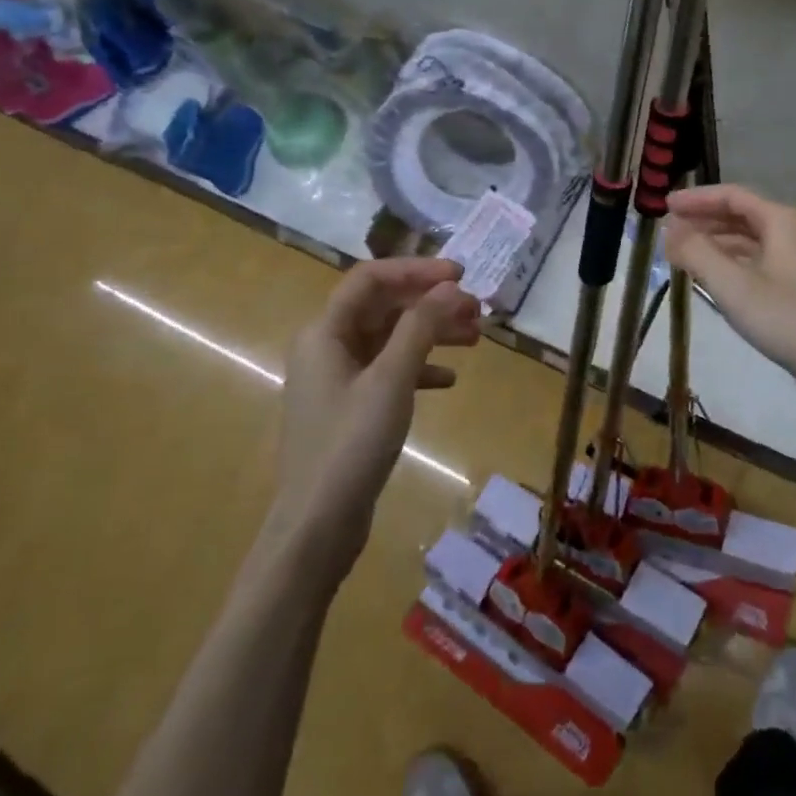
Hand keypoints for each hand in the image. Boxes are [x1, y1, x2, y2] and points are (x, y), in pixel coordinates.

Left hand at [278, 259, 480, 571]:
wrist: (318, 525)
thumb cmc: (352, 444)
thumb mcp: (392, 379)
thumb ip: (421, 326)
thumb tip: (450, 287)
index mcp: (326, 332)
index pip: (372, 279)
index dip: (417, 270)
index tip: (462, 275)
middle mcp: (328, 347)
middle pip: (385, 307)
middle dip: (432, 304)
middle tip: (478, 311)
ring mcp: (338, 378)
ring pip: (391, 339)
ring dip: (432, 334)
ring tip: (475, 340)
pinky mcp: (351, 407)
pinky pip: (390, 371)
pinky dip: (420, 368)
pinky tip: (449, 380)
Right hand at [665, 185, 795, 393]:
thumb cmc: (792, 319)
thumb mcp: (735, 286)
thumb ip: (698, 253)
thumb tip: (670, 229)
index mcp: (781, 221)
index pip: (732, 195)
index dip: (696, 199)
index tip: (664, 206)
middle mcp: (795, 233)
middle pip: (743, 216)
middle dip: (705, 221)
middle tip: (670, 232)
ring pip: (753, 243)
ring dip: (718, 245)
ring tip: (686, 256)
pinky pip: (763, 264)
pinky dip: (736, 265)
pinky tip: (721, 283)